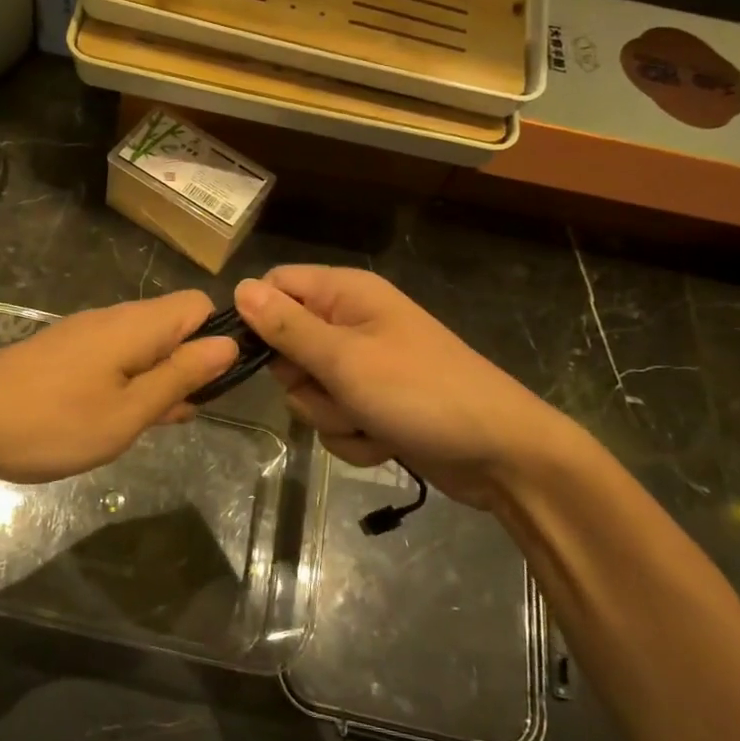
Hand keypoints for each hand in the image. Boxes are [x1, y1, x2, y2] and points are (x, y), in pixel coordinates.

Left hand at [0, 290, 238, 484]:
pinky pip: (113, 359)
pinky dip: (126, 385)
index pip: (199, 306)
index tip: (215, 385)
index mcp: (137, 325)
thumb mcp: (127, 412)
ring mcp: (85, 334)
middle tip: (178, 417)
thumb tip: (228, 345)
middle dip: (188, 367)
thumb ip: (180, 377)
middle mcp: (114, 318)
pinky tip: (112, 420)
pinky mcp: (63, 352)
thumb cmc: (50, 422)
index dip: (218, 339)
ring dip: (157, 381)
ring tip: (147, 426)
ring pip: (143, 347)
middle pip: (173, 326)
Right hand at [234, 266, 598, 506]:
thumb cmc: (421, 393)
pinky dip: (354, 437)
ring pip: (309, 391)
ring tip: (370, 420)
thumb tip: (239, 287)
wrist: (501, 453)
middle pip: (287, 346)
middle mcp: (351, 323)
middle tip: (335, 389)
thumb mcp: (345, 359)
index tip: (254, 355)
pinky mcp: (374, 405)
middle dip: (303, 381)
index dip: (259, 319)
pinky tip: (385, 441)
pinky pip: (336, 419)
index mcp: (346, 294)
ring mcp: (364, 367)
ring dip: (332, 416)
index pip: (277, 287)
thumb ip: (287, 326)